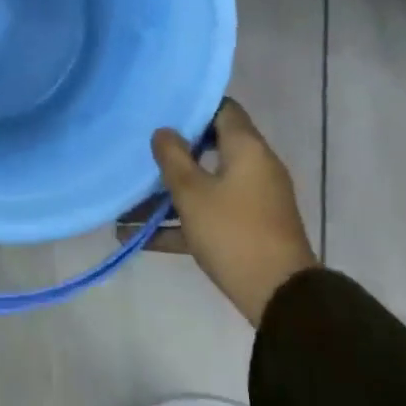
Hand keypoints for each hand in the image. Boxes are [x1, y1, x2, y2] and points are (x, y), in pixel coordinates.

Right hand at [151, 99, 317, 325]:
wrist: (280, 298)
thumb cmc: (233, 232)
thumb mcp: (192, 193)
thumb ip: (173, 157)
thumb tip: (164, 131)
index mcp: (246, 148)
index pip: (222, 109)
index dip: (192, 107)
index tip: (161, 112)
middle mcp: (253, 168)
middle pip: (209, 148)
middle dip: (172, 154)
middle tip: (139, 153)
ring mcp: (252, 201)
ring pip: (204, 186)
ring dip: (168, 196)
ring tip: (125, 205)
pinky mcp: (247, 230)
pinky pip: (209, 216)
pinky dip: (179, 223)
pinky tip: (138, 238)